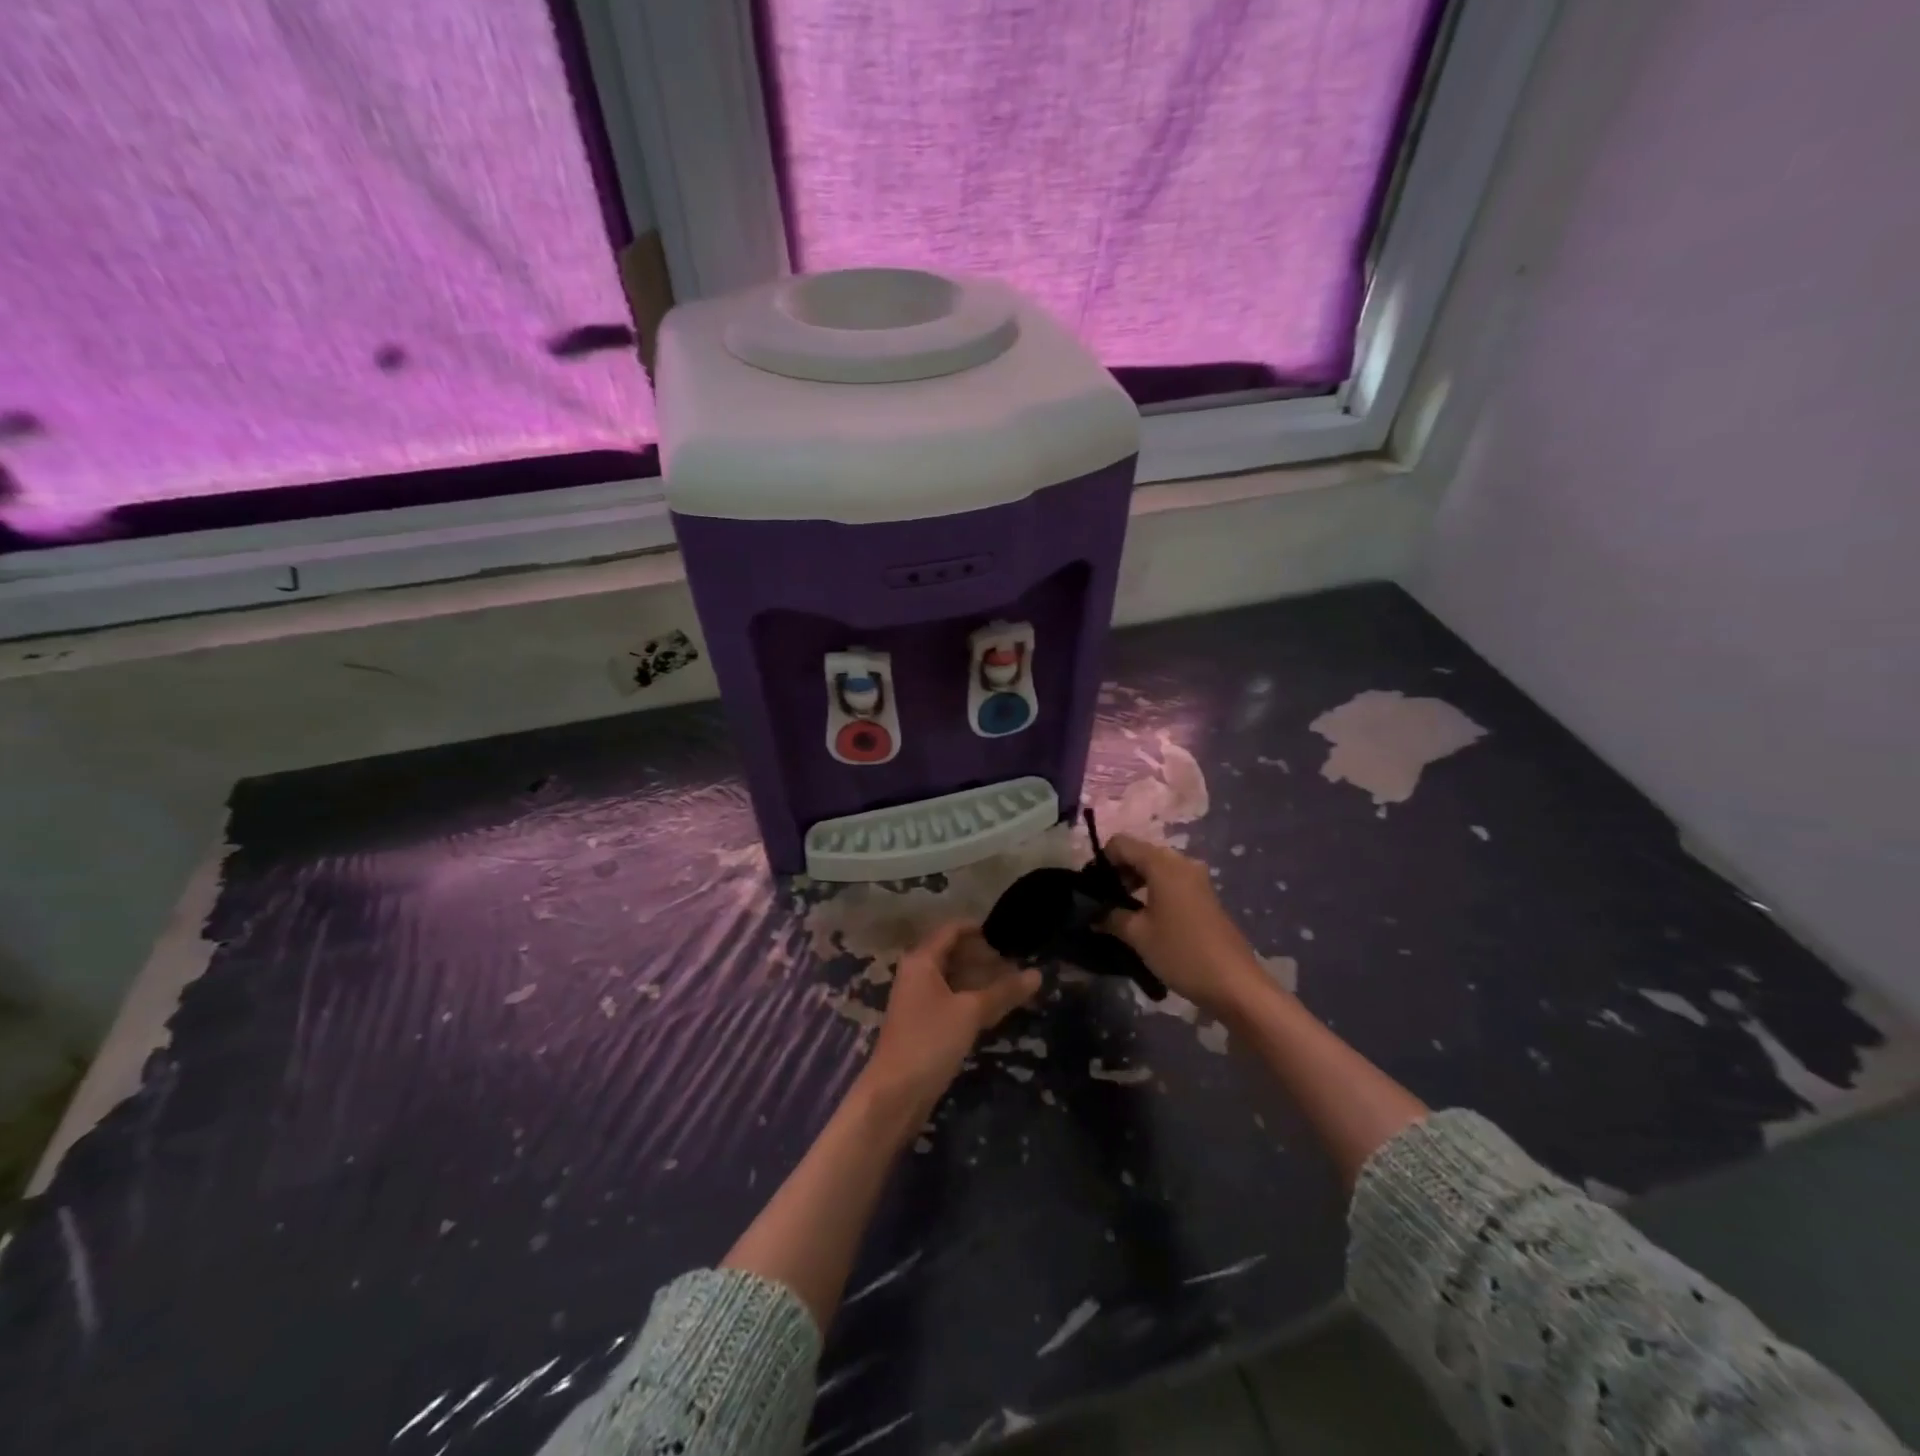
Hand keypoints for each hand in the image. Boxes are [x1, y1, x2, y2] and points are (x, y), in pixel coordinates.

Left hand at [858, 921, 1041, 1123]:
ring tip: (1011, 981)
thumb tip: (1038, 974)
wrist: (895, 1093)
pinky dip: (970, 997)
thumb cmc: (930, 1041)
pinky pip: (949, 998)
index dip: (978, 928)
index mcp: (922, 960)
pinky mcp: (922, 1023)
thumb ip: (1004, 992)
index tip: (1007, 931)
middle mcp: (916, 973)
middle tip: (1015, 959)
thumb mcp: (971, 1013)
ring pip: (952, 978)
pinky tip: (993, 1007)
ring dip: (978, 978)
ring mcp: (917, 999)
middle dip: (982, 955)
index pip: (951, 930)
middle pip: (951, 953)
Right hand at [1102, 835, 1271, 1019]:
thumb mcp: (1138, 935)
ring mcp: (1196, 879)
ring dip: (1135, 885)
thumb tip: (1094, 914)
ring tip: (1120, 914)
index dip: (1101, 861)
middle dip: (1117, 874)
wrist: (1235, 983)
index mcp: (1162, 863)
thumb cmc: (1182, 952)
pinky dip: (1153, 893)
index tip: (1090, 888)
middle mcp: (1181, 862)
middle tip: (1102, 903)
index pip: (1121, 844)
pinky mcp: (1204, 897)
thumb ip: (1111, 917)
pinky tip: (1145, 919)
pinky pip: (1170, 883)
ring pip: (1155, 869)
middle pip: (1139, 854)